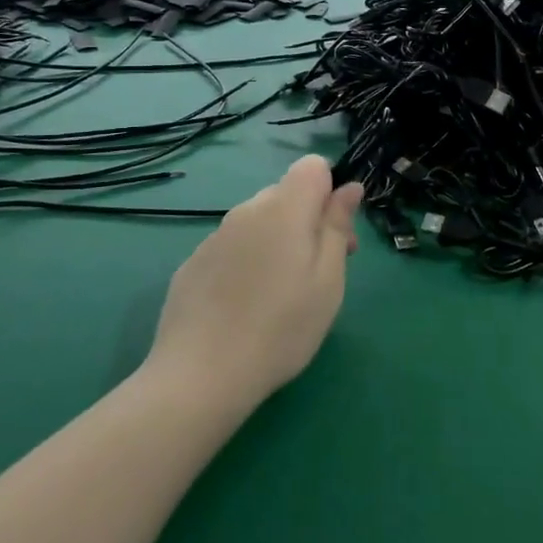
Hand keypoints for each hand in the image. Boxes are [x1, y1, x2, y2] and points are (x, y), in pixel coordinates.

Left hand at [147, 155, 362, 412]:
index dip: (330, 192)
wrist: (200, 375)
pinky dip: (247, 262)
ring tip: (279, 297)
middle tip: (318, 275)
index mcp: (284, 209)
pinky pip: (232, 247)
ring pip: (258, 222)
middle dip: (308, 221)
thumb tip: (349, 187)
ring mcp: (214, 236)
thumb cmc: (281, 329)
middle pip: (286, 195)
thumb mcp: (328, 281)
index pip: (312, 166)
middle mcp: (246, 211)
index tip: (337, 236)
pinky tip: (244, 307)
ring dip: (277, 242)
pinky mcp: (193, 263)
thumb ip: (337, 226)